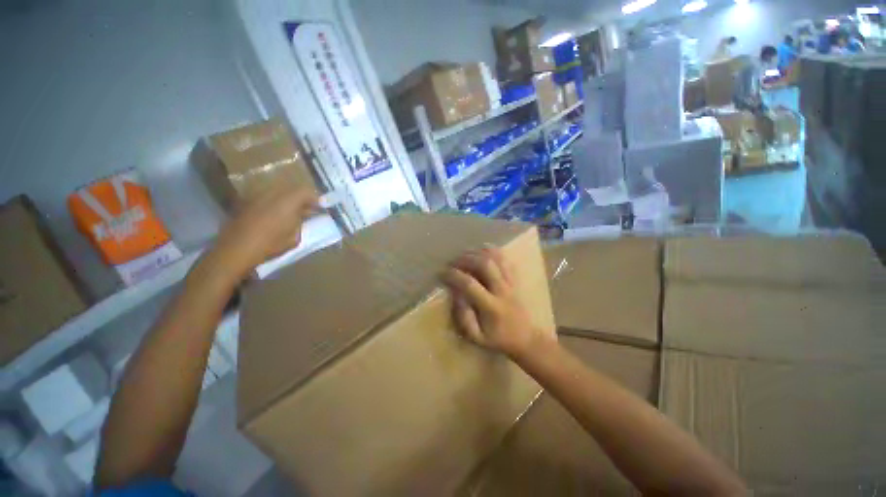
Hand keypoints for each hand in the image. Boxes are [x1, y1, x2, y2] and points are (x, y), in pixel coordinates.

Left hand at [213, 186, 318, 274]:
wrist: (236, 249)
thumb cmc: (270, 244)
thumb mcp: (294, 237)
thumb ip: (300, 222)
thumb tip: (303, 215)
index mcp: (288, 200)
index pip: (307, 192)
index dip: (316, 199)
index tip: (322, 207)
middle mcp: (272, 192)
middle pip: (292, 189)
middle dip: (302, 198)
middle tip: (308, 209)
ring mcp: (257, 195)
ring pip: (278, 192)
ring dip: (287, 200)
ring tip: (292, 212)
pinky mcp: (246, 201)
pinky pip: (265, 197)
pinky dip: (274, 203)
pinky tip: (275, 215)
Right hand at [442, 247, 555, 358]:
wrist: (526, 338)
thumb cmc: (498, 339)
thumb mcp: (476, 337)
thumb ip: (464, 318)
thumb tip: (456, 295)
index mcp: (491, 307)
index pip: (470, 284)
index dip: (453, 276)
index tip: (441, 273)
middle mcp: (502, 290)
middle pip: (485, 264)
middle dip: (465, 259)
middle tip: (452, 262)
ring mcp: (510, 282)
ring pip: (496, 258)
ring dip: (478, 252)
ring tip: (464, 255)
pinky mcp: (515, 279)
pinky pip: (505, 259)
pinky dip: (492, 251)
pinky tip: (481, 251)